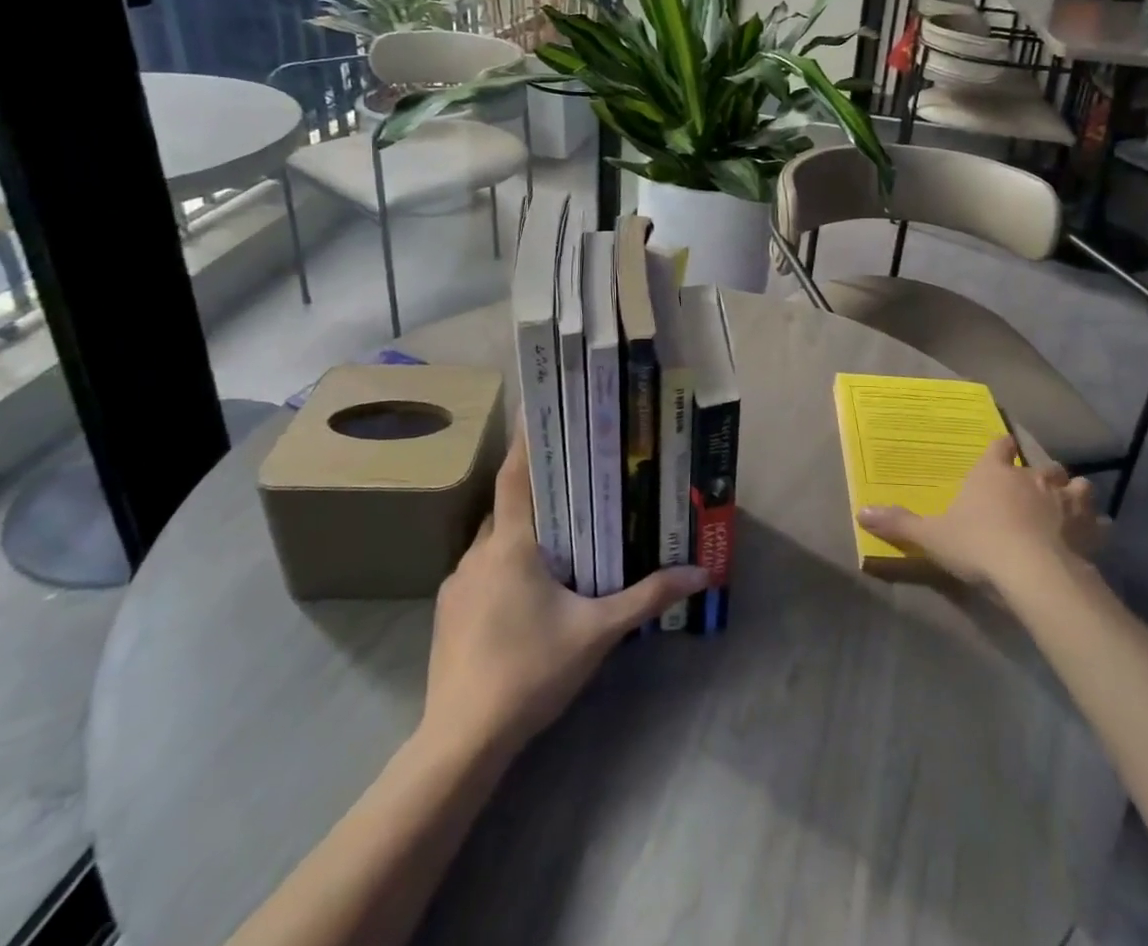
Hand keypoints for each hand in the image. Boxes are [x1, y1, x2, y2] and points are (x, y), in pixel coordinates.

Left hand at [418, 427, 707, 757]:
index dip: (523, 439)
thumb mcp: (598, 631)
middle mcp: (479, 553)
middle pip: (507, 505)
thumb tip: (701, 573)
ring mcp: (457, 583)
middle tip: (570, 479)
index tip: (534, 406)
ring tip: (554, 535)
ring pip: (492, 539)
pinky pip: (480, 570)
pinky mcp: (447, 613)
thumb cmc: (531, 670)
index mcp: (512, 545)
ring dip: (520, 532)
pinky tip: (525, 591)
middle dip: (535, 489)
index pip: (514, 475)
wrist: (462, 741)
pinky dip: (503, 564)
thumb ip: (647, 597)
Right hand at [857, 435, 1101, 596]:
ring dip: (1073, 494)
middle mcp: (1031, 478)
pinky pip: (1099, 521)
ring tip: (1069, 505)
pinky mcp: (1088, 529)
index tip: (1001, 450)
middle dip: (1040, 473)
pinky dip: (1096, 526)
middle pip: (1042, 465)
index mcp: (993, 473)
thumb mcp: (931, 536)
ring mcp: (1065, 501)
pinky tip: (1093, 535)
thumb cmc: (978, 545)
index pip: (999, 446)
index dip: (1000, 448)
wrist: (1032, 572)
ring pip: (1076, 486)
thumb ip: (900, 523)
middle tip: (1034, 488)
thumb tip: (860, 512)